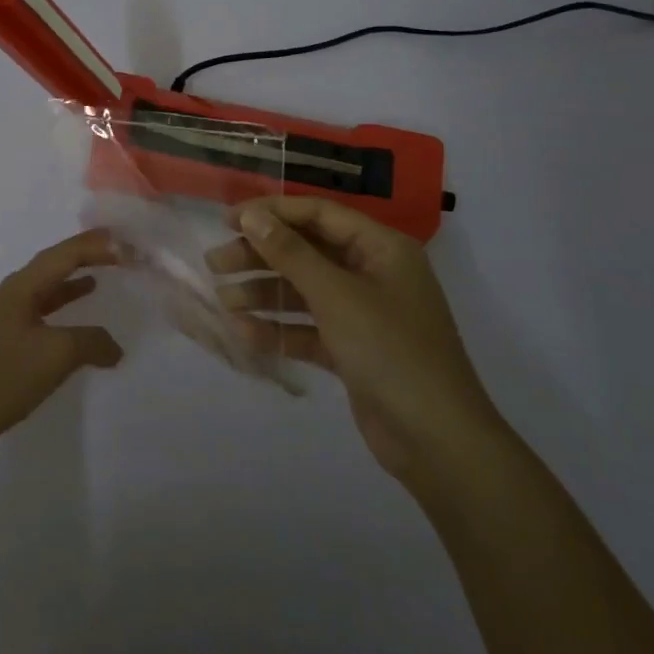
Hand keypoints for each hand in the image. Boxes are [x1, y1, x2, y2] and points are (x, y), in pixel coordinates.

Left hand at [0, 228, 123, 475]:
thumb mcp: (54, 355)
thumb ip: (90, 342)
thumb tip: (115, 347)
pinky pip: (42, 315)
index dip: (97, 246)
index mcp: (22, 287)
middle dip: (86, 255)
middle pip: (55, 264)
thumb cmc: (1, 376)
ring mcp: (6, 321)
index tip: (128, 243)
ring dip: (73, 281)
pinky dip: (63, 312)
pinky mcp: (4, 346)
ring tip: (101, 276)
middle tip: (119, 251)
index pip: (65, 254)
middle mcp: (13, 295)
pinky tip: (75, 326)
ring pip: (47, 290)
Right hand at [207, 197, 501, 487]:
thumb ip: (290, 253)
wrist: (438, 441)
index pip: (319, 215)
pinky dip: (279, 329)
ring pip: (304, 291)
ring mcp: (364, 314)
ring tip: (223, 301)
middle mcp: (373, 273)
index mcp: (381, 248)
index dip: (272, 212)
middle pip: (307, 252)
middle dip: (261, 256)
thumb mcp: (336, 295)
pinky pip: (309, 328)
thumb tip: (252, 215)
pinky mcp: (353, 350)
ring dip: (264, 294)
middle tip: (215, 264)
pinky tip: (244, 333)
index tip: (228, 220)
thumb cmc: (390, 351)